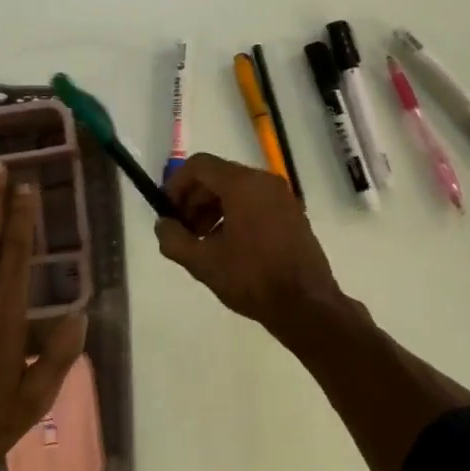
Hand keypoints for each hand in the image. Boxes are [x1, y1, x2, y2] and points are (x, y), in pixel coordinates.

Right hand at [155, 153, 348, 335]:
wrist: (306, 304)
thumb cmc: (252, 278)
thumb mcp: (203, 263)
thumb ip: (174, 239)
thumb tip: (163, 225)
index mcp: (243, 184)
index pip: (199, 165)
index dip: (176, 185)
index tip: (167, 212)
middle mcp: (264, 181)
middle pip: (218, 176)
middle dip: (194, 200)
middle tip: (183, 231)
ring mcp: (282, 196)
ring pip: (236, 190)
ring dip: (213, 209)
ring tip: (203, 243)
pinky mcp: (292, 213)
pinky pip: (255, 202)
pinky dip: (235, 214)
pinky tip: (228, 247)